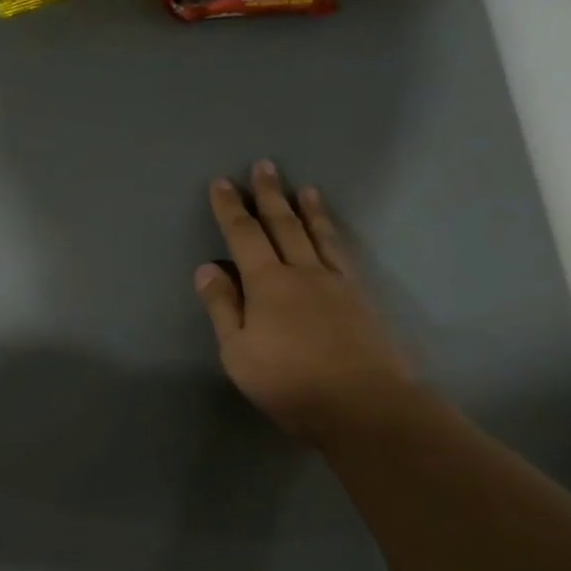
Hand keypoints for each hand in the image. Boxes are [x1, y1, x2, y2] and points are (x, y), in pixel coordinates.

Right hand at [195, 162, 416, 444]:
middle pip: (284, 225)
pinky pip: (343, 254)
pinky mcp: (361, 298)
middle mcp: (303, 273)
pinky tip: (333, 234)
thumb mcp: (238, 352)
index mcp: (268, 284)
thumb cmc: (289, 382)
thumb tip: (208, 267)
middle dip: (270, 195)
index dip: (231, 209)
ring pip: (319, 235)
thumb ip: (223, 308)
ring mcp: (337, 283)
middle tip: (265, 166)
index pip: (245, 236)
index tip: (223, 183)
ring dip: (308, 209)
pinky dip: (333, 235)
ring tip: (304, 188)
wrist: (362, 403)